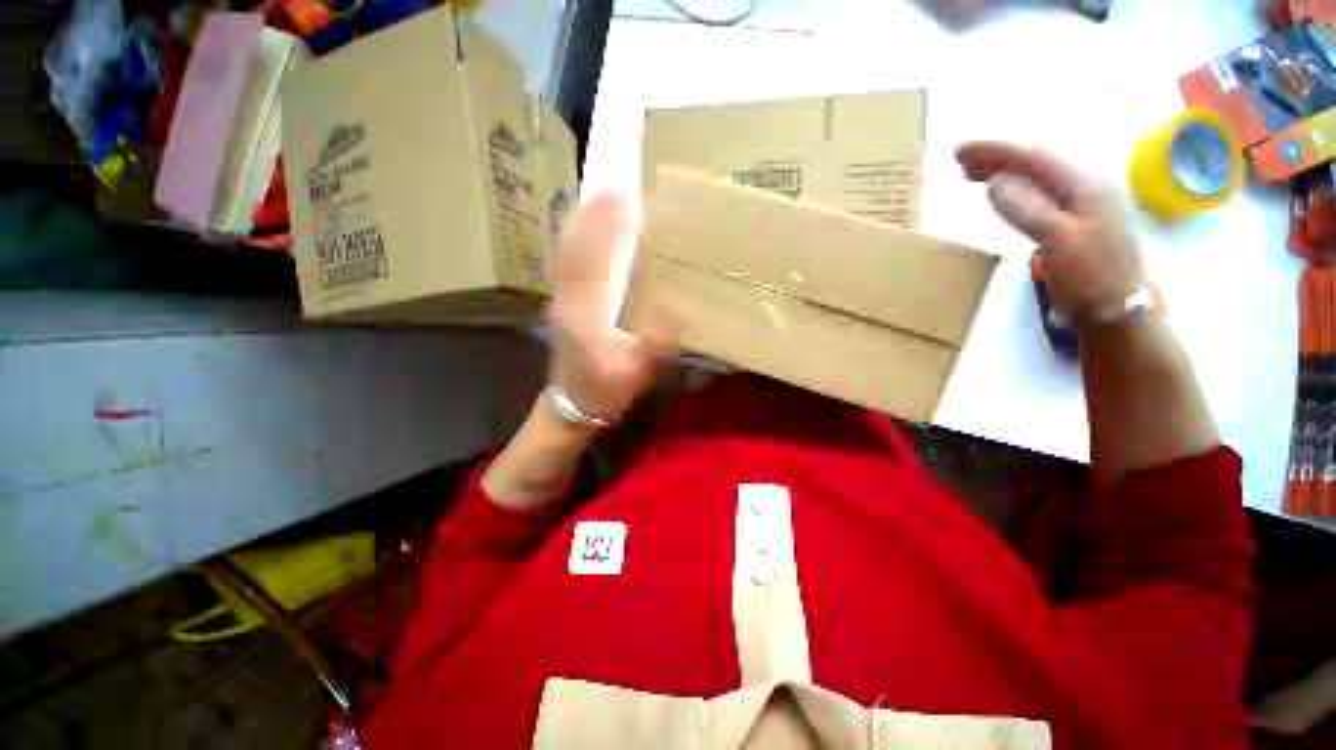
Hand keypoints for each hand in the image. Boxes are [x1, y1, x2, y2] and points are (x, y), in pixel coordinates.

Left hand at [547, 193, 669, 422]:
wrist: (571, 406)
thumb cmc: (607, 391)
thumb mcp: (637, 373)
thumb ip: (655, 342)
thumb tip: (676, 308)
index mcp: (587, 314)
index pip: (595, 259)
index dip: (608, 225)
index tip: (623, 193)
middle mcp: (568, 298)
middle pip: (575, 245)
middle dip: (593, 211)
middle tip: (614, 182)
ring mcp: (560, 298)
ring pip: (567, 250)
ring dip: (582, 220)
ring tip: (601, 196)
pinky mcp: (561, 302)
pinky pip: (565, 261)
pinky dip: (575, 237)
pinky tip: (586, 228)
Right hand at [956, 141, 1147, 323]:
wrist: (1117, 312)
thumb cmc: (1092, 278)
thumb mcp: (1060, 242)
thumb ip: (1029, 210)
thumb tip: (995, 183)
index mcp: (1082, 187)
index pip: (1032, 158)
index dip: (995, 152)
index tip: (960, 152)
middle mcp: (1081, 188)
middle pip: (1034, 163)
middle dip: (996, 158)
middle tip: (960, 161)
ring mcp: (1077, 206)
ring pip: (1034, 179)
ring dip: (1003, 173)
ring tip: (973, 174)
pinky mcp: (1070, 224)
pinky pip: (1036, 196)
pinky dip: (1013, 191)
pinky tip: (1002, 195)